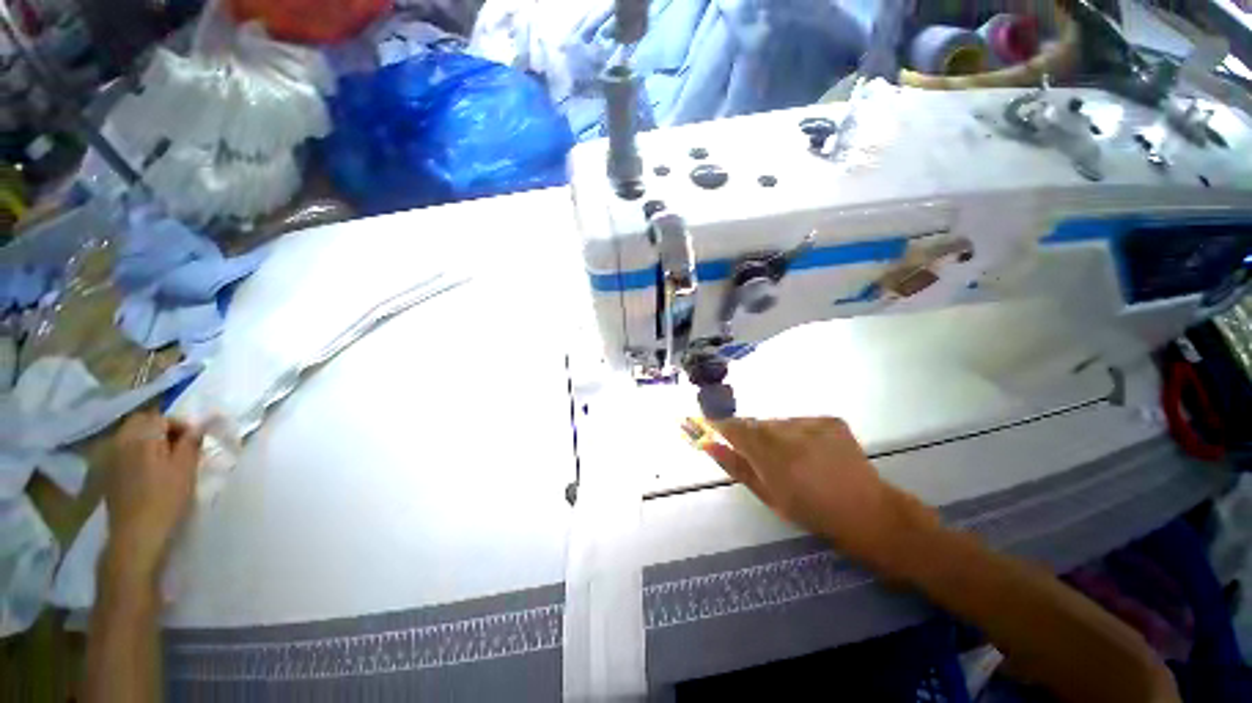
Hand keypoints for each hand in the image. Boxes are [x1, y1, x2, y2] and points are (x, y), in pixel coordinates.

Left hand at [104, 411, 204, 578]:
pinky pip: (122, 451)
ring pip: (130, 435)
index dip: (180, 425)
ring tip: (165, 458)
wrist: (136, 535)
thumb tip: (199, 425)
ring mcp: (110, 458)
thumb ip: (191, 442)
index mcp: (142, 437)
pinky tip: (147, 470)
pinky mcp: (108, 473)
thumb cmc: (166, 499)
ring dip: (148, 440)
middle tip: (179, 446)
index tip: (194, 441)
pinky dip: (136, 452)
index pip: (162, 417)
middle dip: (161, 428)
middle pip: (141, 422)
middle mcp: (122, 441)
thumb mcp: (186, 469)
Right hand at [702, 417, 939, 566]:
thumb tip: (708, 444)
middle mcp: (789, 432)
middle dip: (751, 435)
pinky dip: (797, 433)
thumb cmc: (811, 512)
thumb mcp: (767, 495)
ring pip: (778, 422)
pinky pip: (799, 422)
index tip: (711, 426)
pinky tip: (810, 452)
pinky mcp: (829, 420)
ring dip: (775, 435)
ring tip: (791, 457)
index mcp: (771, 455)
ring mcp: (812, 423)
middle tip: (761, 456)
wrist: (867, 512)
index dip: (720, 425)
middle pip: (756, 424)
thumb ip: (735, 465)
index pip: (734, 427)